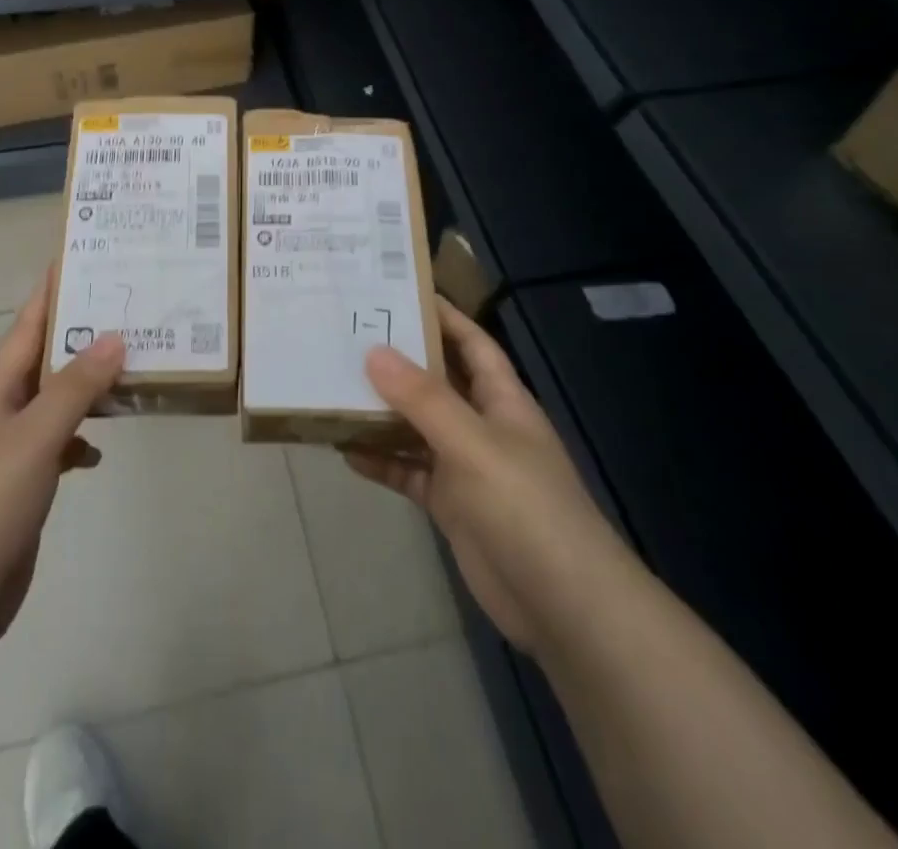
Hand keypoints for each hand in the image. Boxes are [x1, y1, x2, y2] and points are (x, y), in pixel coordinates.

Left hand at [0, 270, 125, 661]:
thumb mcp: (33, 438)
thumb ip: (75, 388)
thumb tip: (113, 336)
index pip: (29, 324)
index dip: (53, 290)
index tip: (84, 257)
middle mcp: (5, 410)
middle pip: (48, 358)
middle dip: (84, 333)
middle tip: (130, 308)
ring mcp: (13, 450)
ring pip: (59, 401)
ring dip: (90, 385)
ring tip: (134, 365)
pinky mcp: (24, 485)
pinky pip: (61, 445)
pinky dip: (83, 439)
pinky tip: (102, 448)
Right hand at [345, 297, 620, 657]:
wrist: (563, 606)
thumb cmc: (525, 507)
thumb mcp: (472, 444)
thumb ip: (422, 399)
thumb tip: (374, 351)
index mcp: (502, 400)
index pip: (471, 343)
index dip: (442, 315)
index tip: (398, 291)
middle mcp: (484, 426)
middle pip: (437, 382)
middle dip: (399, 361)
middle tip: (347, 335)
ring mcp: (467, 467)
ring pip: (417, 427)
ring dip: (382, 412)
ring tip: (334, 386)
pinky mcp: (451, 505)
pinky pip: (409, 472)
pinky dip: (382, 461)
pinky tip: (345, 450)